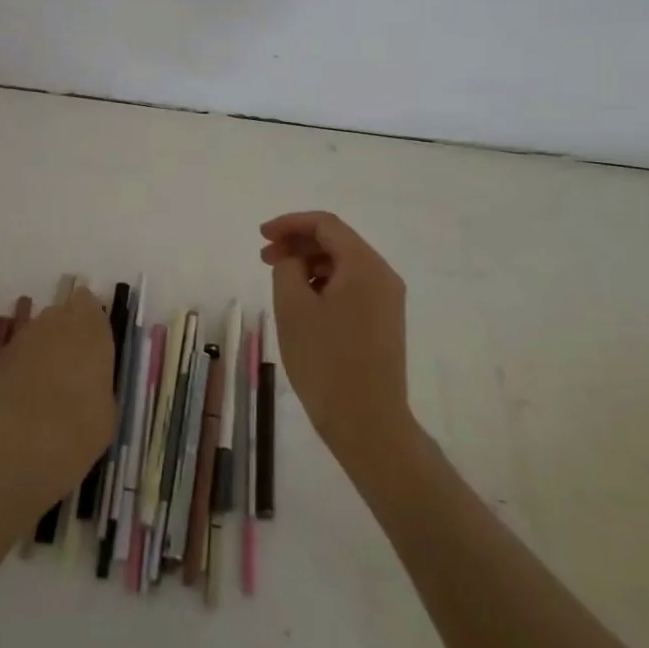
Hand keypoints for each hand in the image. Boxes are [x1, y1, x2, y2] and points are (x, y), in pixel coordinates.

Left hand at [0, 285, 115, 514]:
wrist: (27, 447)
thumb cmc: (82, 428)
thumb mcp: (108, 405)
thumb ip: (99, 378)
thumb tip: (90, 378)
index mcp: (92, 327)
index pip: (88, 302)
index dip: (88, 319)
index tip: (90, 341)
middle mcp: (57, 320)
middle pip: (60, 313)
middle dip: (64, 332)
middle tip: (68, 363)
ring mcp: (24, 336)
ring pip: (36, 331)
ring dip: (41, 348)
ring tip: (43, 382)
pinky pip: (15, 353)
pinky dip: (19, 367)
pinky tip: (21, 395)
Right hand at [261, 211, 413, 467]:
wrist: (368, 424)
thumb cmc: (326, 361)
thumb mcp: (293, 308)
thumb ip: (287, 268)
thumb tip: (293, 259)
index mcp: (365, 265)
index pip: (326, 224)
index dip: (290, 223)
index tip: (261, 236)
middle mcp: (383, 275)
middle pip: (337, 242)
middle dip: (298, 243)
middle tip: (264, 258)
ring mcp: (387, 300)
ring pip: (343, 265)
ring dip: (309, 264)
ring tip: (280, 281)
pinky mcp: (384, 322)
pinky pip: (351, 287)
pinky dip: (324, 283)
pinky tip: (303, 302)